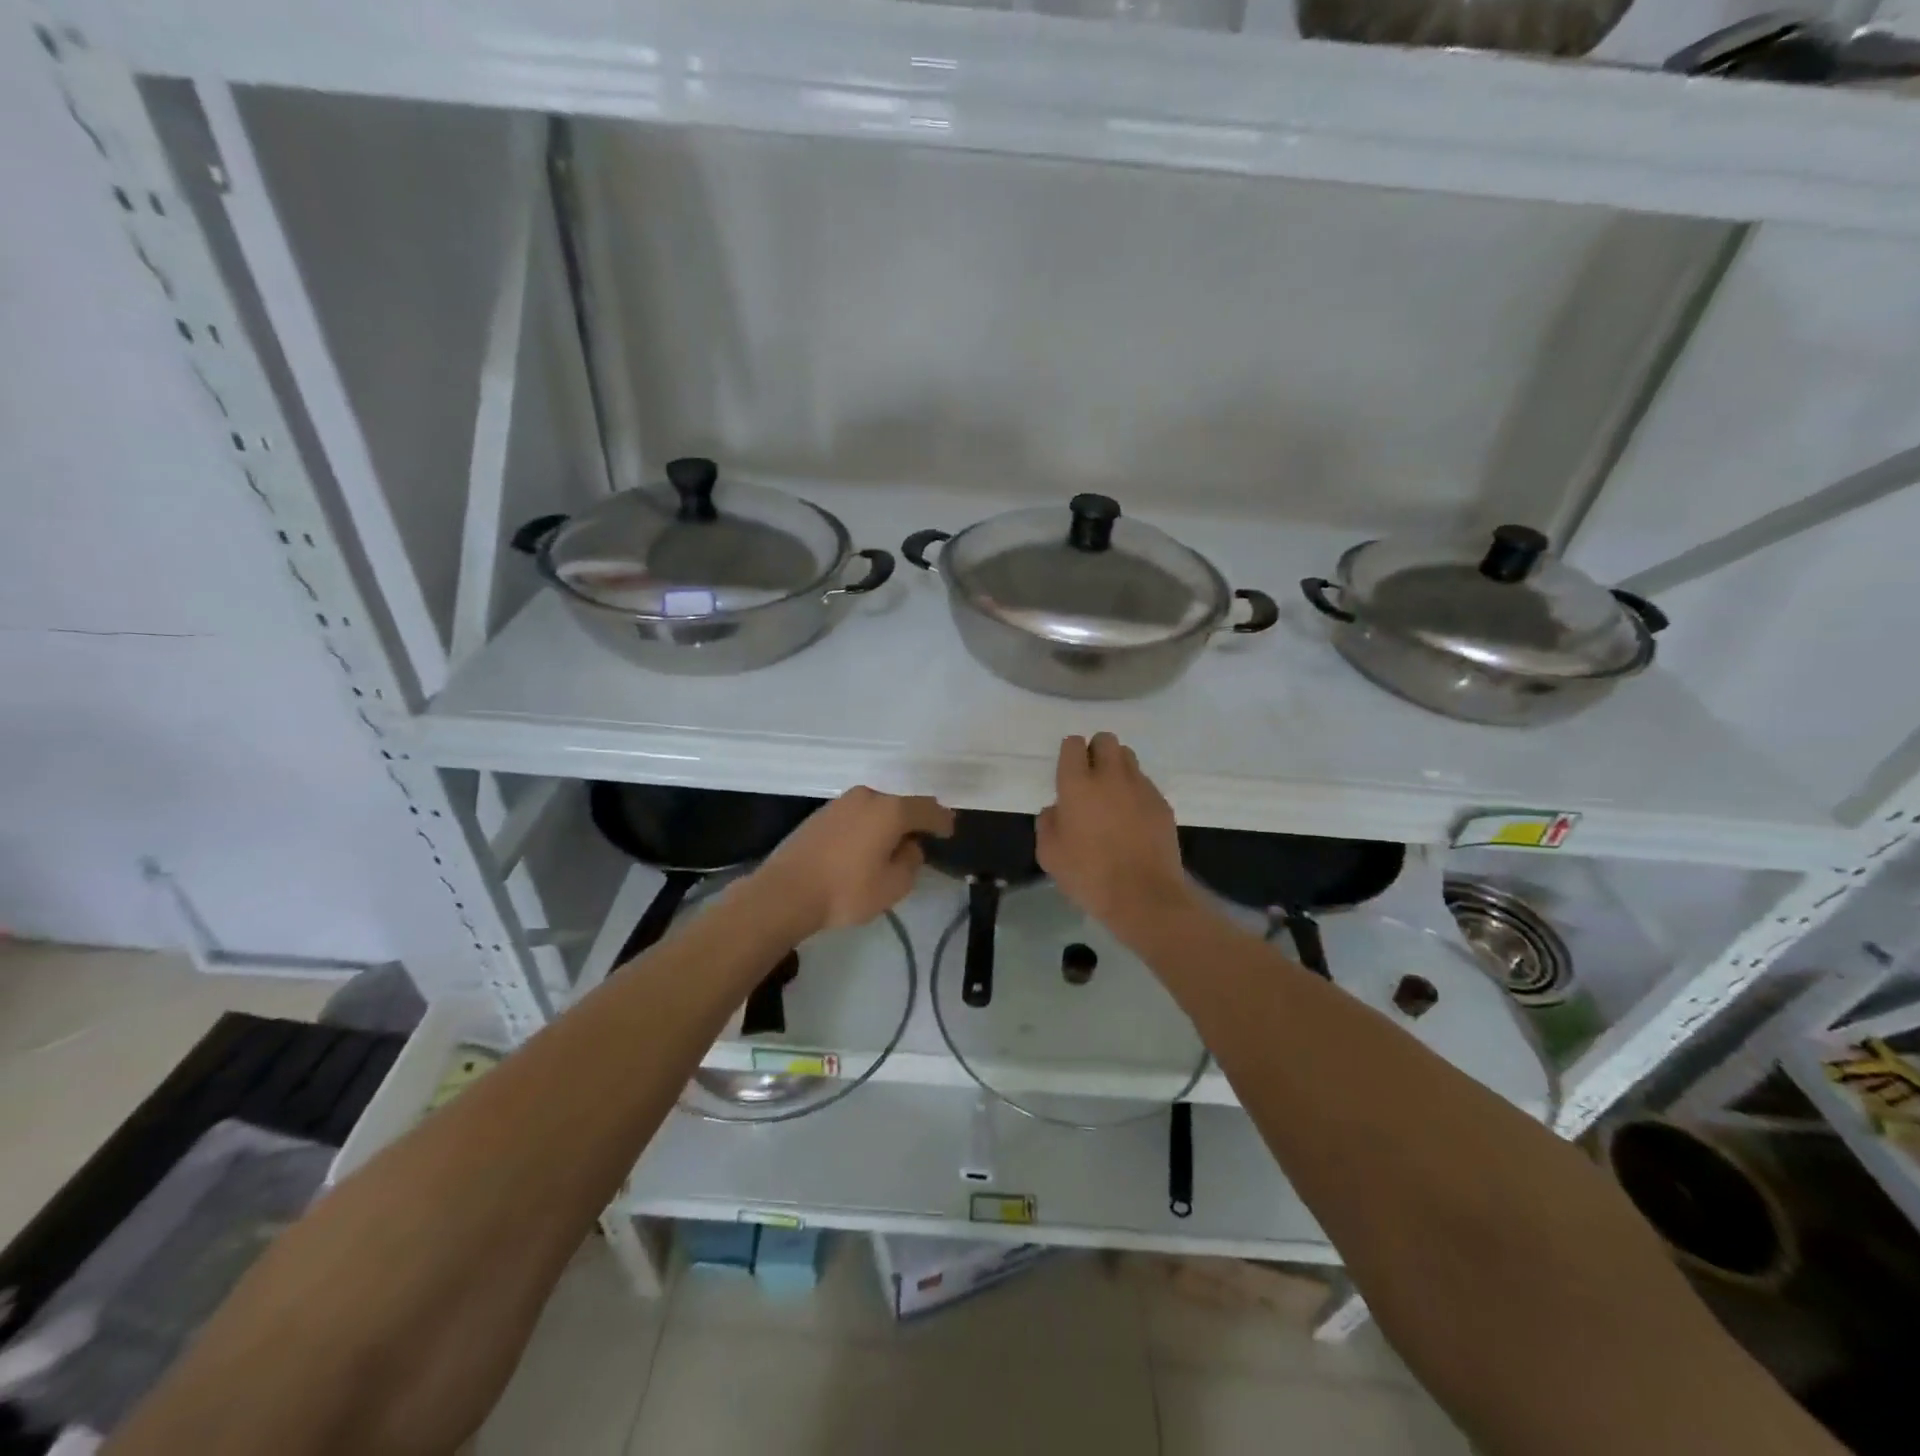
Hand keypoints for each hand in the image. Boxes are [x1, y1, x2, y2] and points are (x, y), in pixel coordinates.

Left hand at [750, 786, 953, 933]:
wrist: (785, 892)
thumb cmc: (846, 890)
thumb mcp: (893, 885)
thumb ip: (911, 861)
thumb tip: (910, 846)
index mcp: (890, 810)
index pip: (927, 809)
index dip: (942, 820)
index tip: (950, 830)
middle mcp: (867, 797)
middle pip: (900, 805)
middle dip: (913, 821)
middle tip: (922, 839)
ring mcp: (841, 803)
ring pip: (876, 809)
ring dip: (887, 824)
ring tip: (891, 846)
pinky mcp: (821, 814)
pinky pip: (856, 816)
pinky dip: (867, 828)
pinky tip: (864, 847)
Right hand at [1037, 733, 1191, 931]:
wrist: (1144, 896)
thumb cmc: (1089, 876)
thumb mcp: (1049, 855)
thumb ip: (1048, 823)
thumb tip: (1057, 809)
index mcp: (1077, 785)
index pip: (1073, 744)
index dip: (1069, 753)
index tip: (1067, 771)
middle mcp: (1110, 776)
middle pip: (1105, 740)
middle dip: (1096, 751)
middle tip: (1090, 778)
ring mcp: (1140, 787)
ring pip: (1128, 757)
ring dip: (1117, 767)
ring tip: (1112, 794)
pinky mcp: (1161, 803)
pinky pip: (1145, 783)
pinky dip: (1136, 791)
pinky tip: (1132, 818)